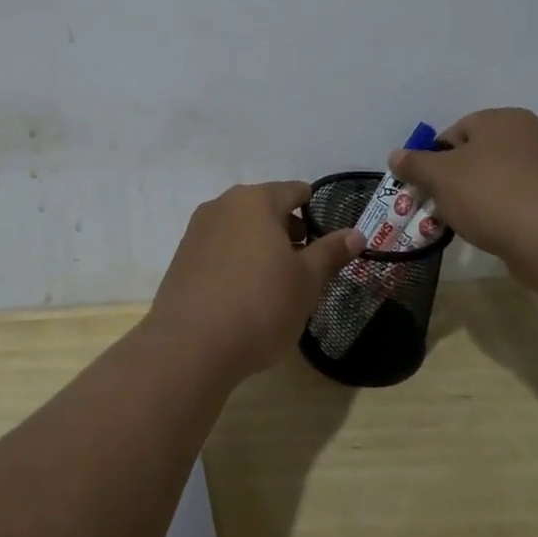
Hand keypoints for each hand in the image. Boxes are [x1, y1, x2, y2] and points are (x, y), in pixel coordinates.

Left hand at [145, 181, 365, 381]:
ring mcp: (197, 231)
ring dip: (260, 245)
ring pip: (239, 228)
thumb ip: (330, 253)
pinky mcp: (181, 259)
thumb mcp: (307, 281)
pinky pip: (219, 249)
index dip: (312, 206)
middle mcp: (222, 206)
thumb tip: (356, 234)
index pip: (292, 190)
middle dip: (286, 228)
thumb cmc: (260, 304)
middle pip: (263, 207)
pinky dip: (236, 260)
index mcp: (255, 201)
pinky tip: (245, 292)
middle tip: (305, 259)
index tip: (325, 228)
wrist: (190, 345)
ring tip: (277, 279)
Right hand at [388, 108, 537, 267]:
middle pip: (480, 154)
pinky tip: (502, 232)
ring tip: (473, 224)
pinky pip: (526, 199)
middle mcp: (534, 132)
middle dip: (459, 180)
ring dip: (484, 197)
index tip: (429, 189)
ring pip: (503, 178)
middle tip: (446, 208)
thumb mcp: (440, 177)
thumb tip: (396, 155)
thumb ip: (414, 164)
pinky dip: (510, 211)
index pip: (455, 132)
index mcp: (503, 118)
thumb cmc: (491, 196)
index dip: (435, 161)